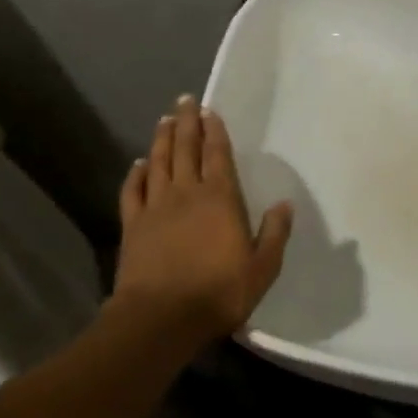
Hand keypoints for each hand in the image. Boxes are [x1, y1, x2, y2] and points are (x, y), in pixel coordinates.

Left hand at [113, 94, 293, 344]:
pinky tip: (138, 164)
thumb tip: (284, 204)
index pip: (218, 155)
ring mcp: (156, 207)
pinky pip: (133, 191)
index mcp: (220, 198)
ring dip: (162, 139)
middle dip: (186, 122)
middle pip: (185, 148)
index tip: (209, 110)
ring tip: (164, 119)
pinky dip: (136, 174)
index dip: (214, 131)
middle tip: (184, 100)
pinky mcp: (133, 225)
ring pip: (159, 163)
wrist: (161, 318)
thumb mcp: (262, 268)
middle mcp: (187, 193)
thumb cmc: (219, 292)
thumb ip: (275, 234)